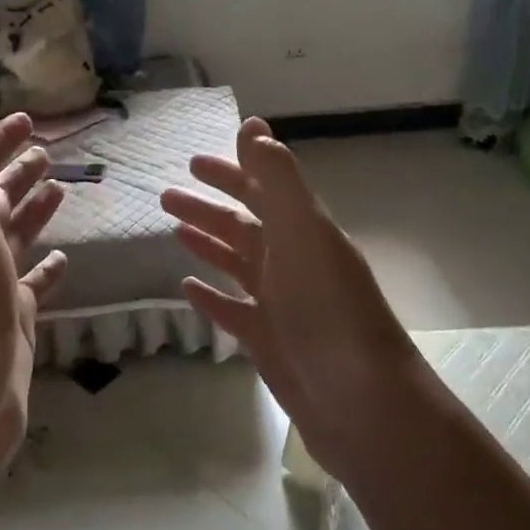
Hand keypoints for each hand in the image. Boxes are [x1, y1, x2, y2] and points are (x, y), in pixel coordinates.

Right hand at [161, 117, 417, 480]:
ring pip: (237, 265)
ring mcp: (281, 304)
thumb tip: (252, 124)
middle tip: (165, 197)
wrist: (363, 404)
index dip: (230, 173)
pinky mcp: (269, 342)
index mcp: (303, 233)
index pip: (262, 191)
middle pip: (244, 227)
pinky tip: (186, 288)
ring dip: (206, 245)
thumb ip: (277, 180)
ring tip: (172, 232)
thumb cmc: (330, 312)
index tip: (192, 163)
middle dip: (208, 209)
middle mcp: (292, 263)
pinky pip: (233, 310)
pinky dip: (211, 296)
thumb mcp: (302, 235)